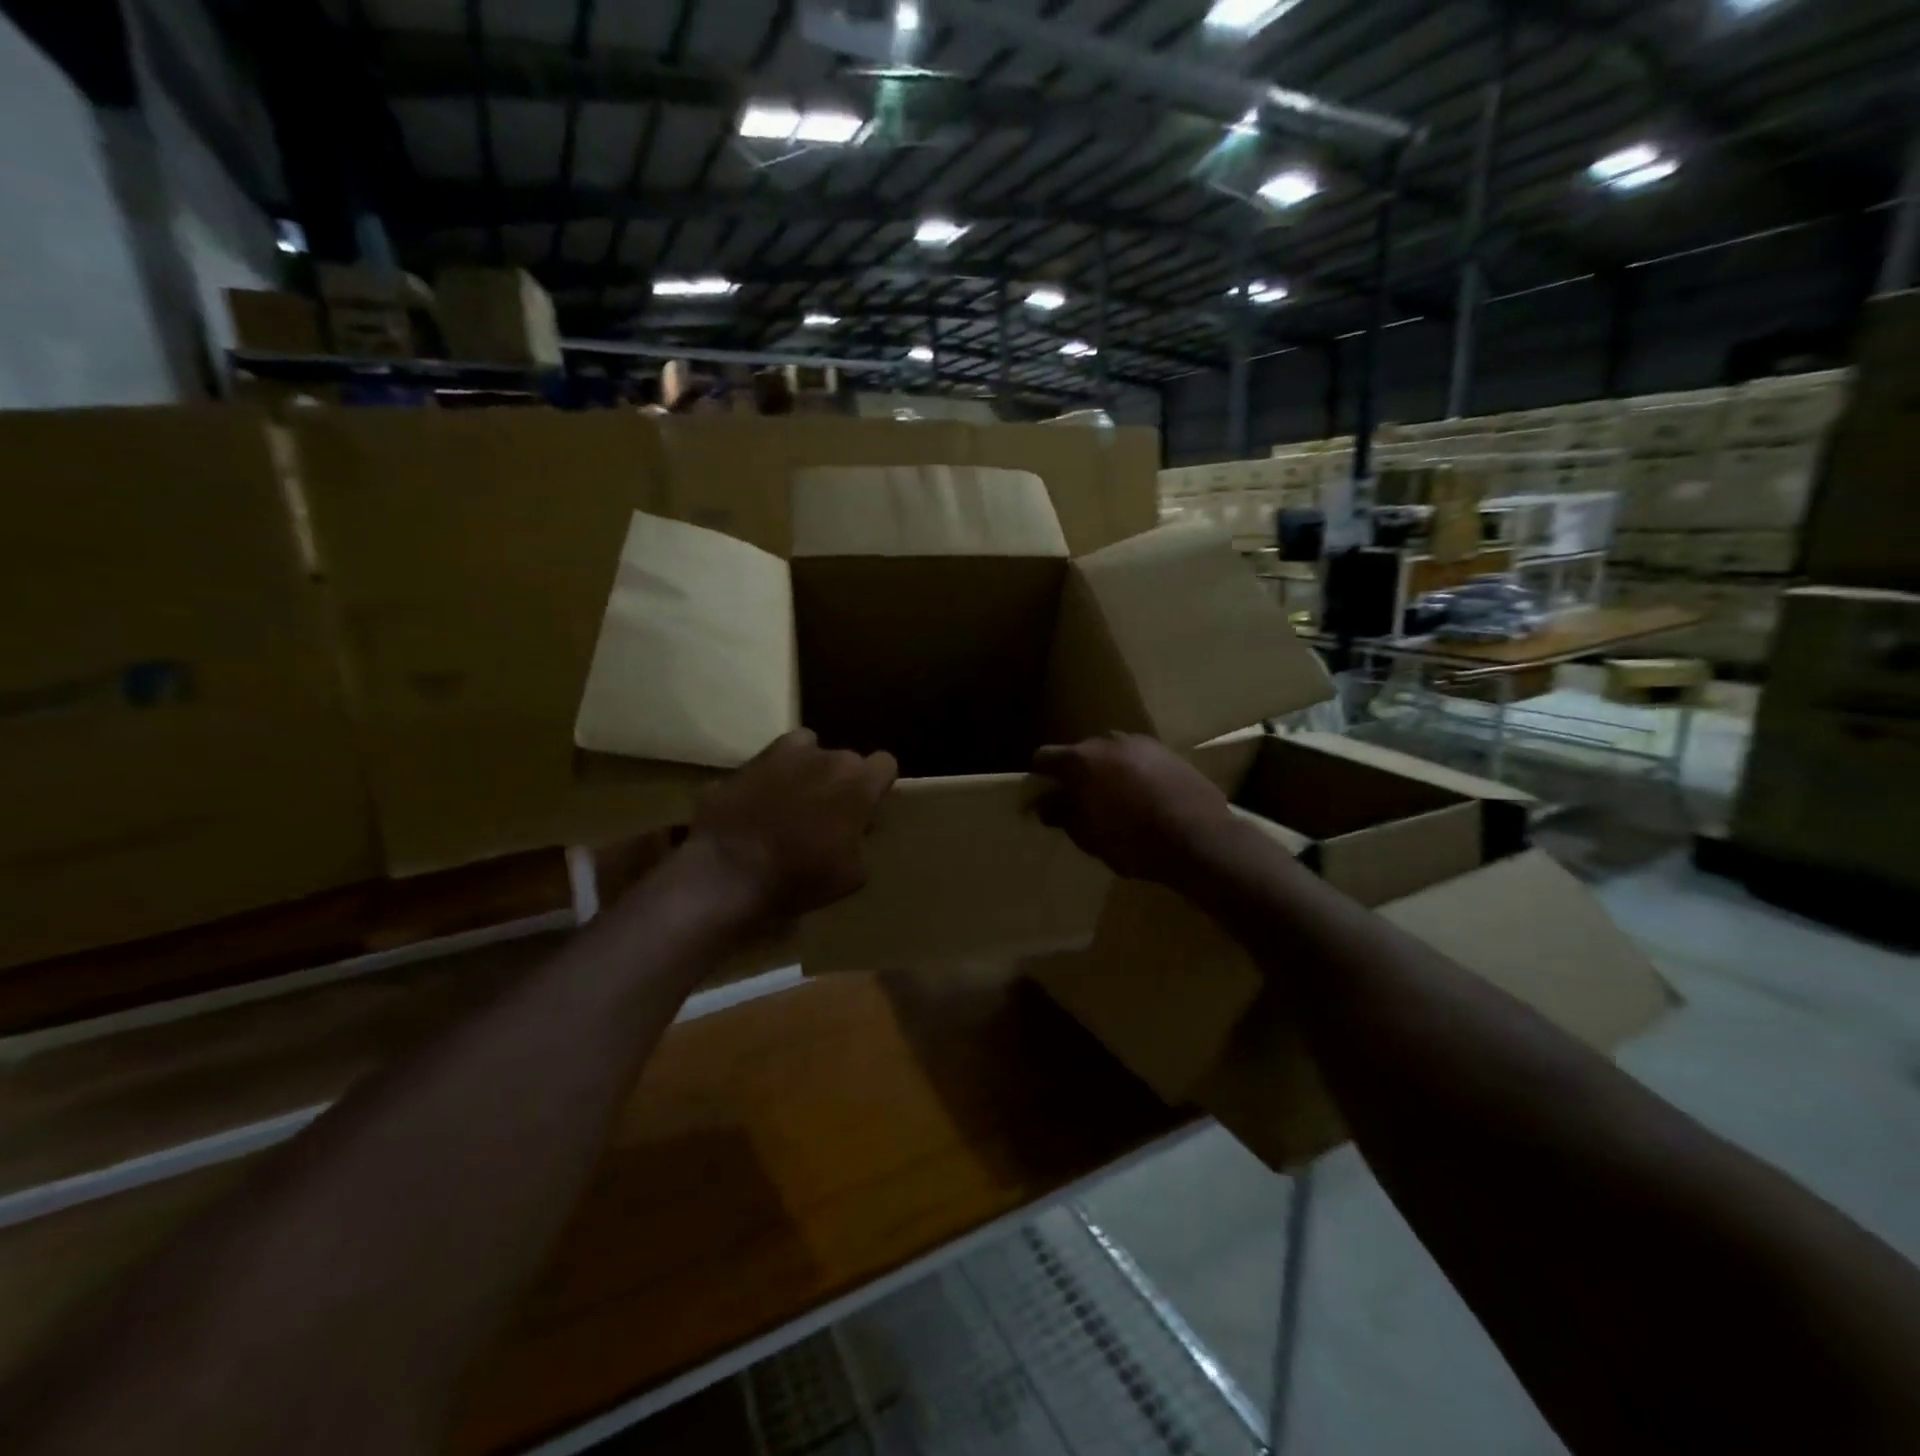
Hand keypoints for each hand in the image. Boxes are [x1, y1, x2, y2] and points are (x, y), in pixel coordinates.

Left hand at [687, 729, 897, 920]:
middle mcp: (828, 757)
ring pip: (808, 748)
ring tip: (794, 799)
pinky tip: (761, 800)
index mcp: (860, 782)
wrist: (730, 871)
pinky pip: (770, 760)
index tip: (868, 807)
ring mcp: (785, 754)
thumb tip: (855, 834)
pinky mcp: (748, 761)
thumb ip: (860, 844)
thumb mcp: (851, 875)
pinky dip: (771, 774)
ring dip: (808, 768)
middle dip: (842, 780)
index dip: (877, 785)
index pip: (885, 764)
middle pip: (846, 759)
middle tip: (829, 813)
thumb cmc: (802, 876)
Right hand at [1031, 734, 1236, 887]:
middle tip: (1081, 803)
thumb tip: (1044, 803)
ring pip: (1112, 755)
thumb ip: (1062, 814)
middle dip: (1076, 774)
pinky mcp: (1170, 753)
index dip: (1039, 777)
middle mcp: (1110, 741)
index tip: (1042, 797)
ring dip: (1107, 773)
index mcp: (1082, 759)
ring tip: (1116, 802)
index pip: (1045, 757)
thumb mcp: (1089, 836)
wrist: (1202, 839)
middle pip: (1081, 753)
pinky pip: (1139, 760)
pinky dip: (1134, 775)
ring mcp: (1143, 744)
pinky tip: (1144, 800)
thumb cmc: (1135, 841)